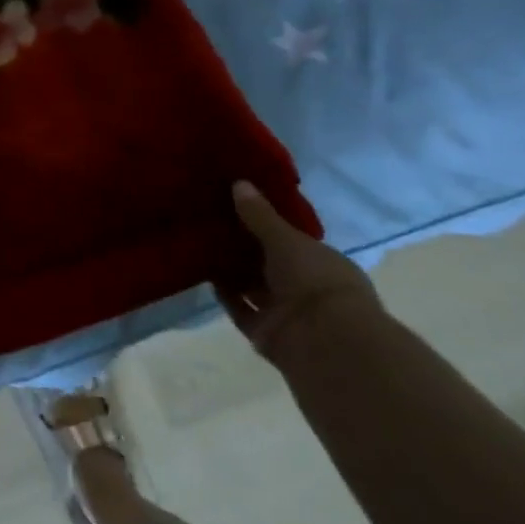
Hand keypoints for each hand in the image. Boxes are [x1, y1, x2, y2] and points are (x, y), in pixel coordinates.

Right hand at [219, 182, 384, 364]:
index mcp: (322, 263)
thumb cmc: (315, 281)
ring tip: (200, 245)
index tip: (237, 207)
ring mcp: (285, 312)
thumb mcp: (286, 239)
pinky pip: (239, 309)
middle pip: (268, 263)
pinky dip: (224, 295)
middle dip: (243, 248)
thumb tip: (239, 182)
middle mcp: (305, 287)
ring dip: (231, 271)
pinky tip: (204, 274)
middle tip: (210, 223)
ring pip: (252, 287)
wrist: (324, 341)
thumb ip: (260, 215)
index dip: (266, 225)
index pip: (292, 240)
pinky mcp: (264, 332)